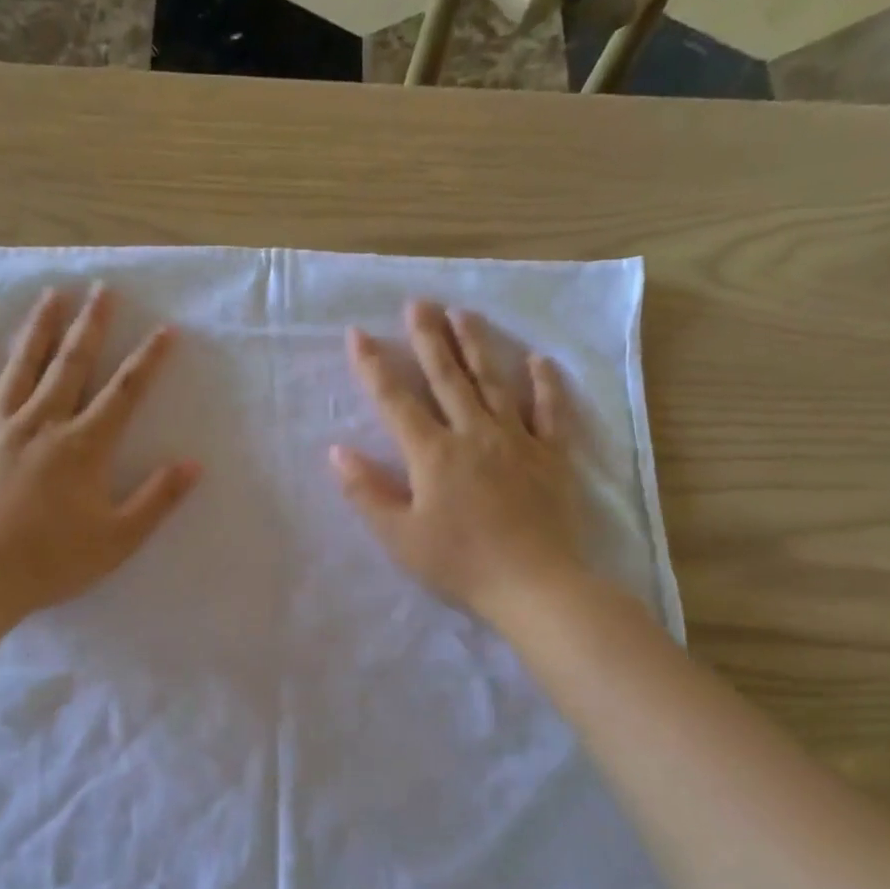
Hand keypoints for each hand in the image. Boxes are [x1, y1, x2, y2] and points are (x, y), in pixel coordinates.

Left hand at [0, 285, 198, 617]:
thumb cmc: (52, 561)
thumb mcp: (118, 539)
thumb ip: (157, 499)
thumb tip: (194, 464)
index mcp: (83, 446)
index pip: (123, 392)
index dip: (147, 360)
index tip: (165, 329)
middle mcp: (41, 424)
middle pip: (70, 365)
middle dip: (90, 325)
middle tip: (101, 289)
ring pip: (20, 368)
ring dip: (38, 329)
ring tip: (51, 295)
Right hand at [331, 301, 590, 625]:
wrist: (535, 585)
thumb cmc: (460, 564)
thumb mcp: (400, 537)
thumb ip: (367, 492)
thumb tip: (337, 451)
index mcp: (433, 453)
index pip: (396, 401)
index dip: (374, 367)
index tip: (358, 333)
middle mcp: (473, 434)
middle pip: (447, 377)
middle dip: (428, 338)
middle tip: (418, 303)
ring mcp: (517, 440)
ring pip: (494, 382)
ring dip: (477, 345)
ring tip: (463, 314)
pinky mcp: (552, 456)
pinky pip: (550, 412)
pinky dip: (544, 384)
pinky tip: (538, 360)